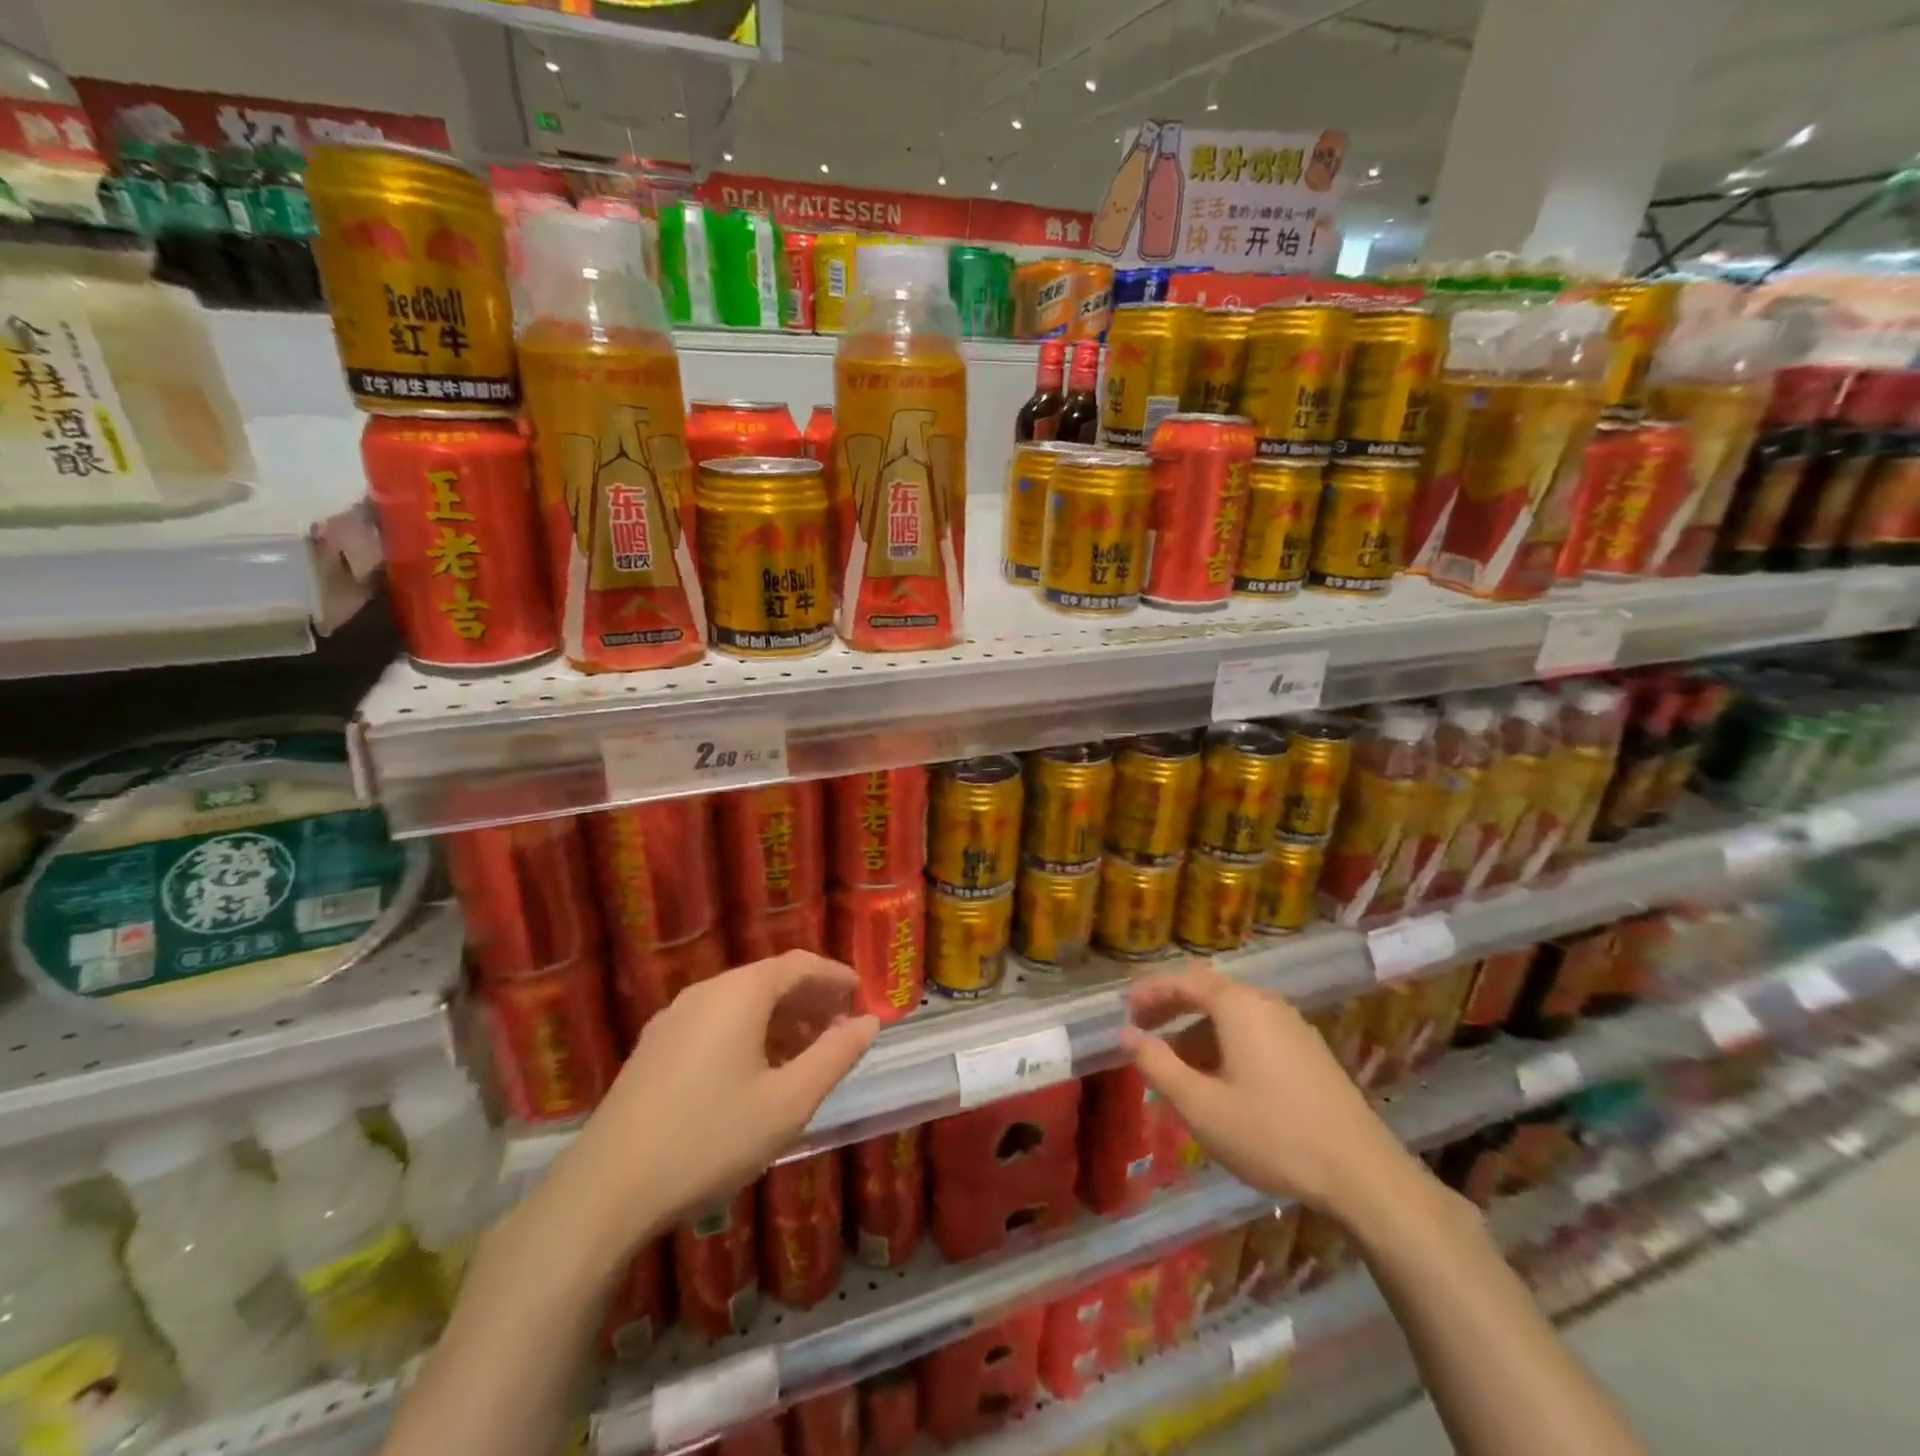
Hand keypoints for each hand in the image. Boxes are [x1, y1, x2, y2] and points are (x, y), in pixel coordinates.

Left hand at [547, 952, 878, 1257]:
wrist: (604, 1191)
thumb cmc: (709, 1139)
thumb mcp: (788, 1102)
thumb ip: (835, 1056)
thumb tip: (869, 1022)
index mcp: (740, 993)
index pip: (800, 964)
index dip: (835, 976)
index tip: (861, 996)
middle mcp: (705, 992)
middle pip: (769, 980)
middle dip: (809, 999)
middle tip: (839, 1028)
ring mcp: (672, 1018)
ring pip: (739, 1003)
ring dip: (779, 1019)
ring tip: (804, 1054)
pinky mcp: (653, 1048)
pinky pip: (714, 1023)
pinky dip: (747, 1033)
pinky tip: (754, 1073)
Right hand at [1120, 965, 1418, 1219]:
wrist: (1362, 1174)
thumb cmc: (1272, 1135)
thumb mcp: (1201, 1105)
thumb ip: (1158, 1065)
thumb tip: (1126, 1035)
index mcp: (1239, 1006)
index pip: (1185, 981)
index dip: (1152, 992)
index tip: (1126, 1009)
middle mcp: (1267, 1004)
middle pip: (1210, 994)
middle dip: (1173, 1010)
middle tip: (1143, 1032)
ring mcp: (1294, 1027)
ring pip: (1233, 1016)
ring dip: (1198, 1031)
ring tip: (1176, 1064)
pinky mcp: (1310, 1053)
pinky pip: (1255, 1033)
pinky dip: (1226, 1044)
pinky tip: (1219, 1080)